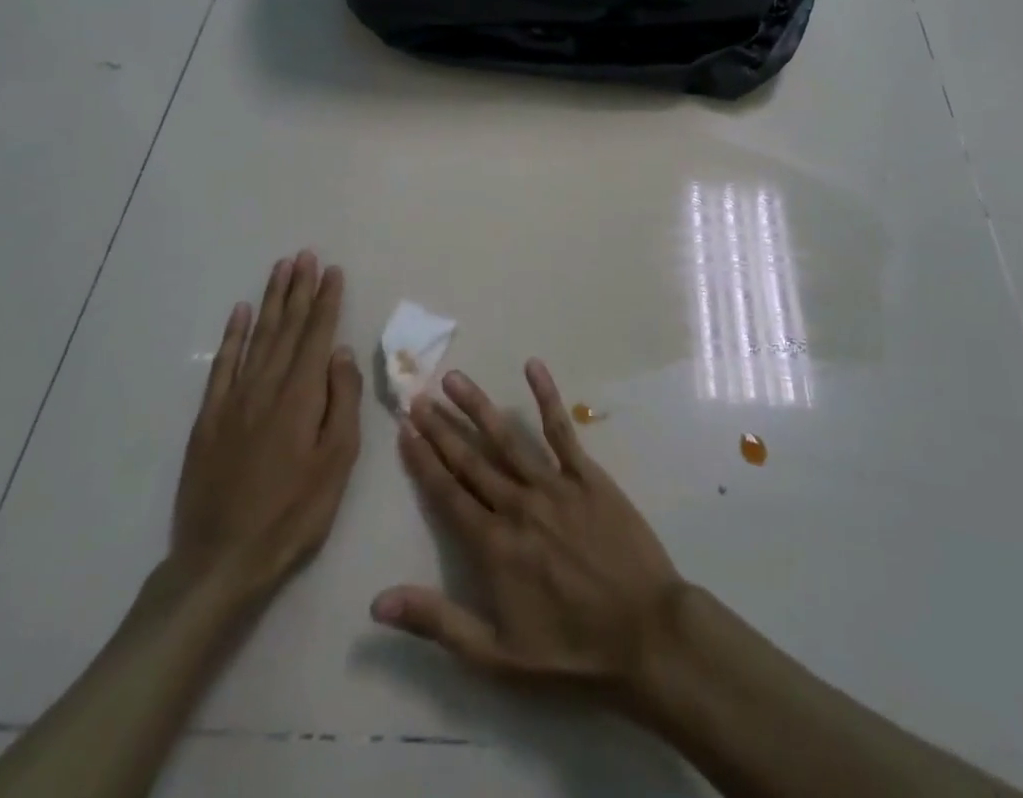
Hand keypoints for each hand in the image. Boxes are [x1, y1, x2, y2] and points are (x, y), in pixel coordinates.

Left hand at [169, 251, 361, 609]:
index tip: (333, 270)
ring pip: (256, 337)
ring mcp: (233, 400)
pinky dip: (232, 336)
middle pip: (286, 327)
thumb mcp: (336, 461)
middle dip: (299, 289)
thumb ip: (341, 401)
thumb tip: (341, 352)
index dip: (326, 300)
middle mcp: (266, 386)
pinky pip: (222, 365)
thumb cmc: (293, 513)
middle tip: (306, 256)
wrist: (222, 560)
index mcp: (301, 395)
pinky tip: (240, 313)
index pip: (317, 334)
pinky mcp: (208, 419)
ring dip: (270, 300)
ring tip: (281, 269)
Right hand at [371, 359, 686, 701]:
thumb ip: (437, 622)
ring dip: (478, 407)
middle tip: (417, 396)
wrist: (645, 633)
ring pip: (507, 438)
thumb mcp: (496, 655)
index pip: (447, 493)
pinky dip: (546, 397)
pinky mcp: (588, 475)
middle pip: (471, 459)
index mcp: (493, 545)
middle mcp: (517, 505)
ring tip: (454, 379)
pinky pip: (562, 430)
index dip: (423, 460)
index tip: (404, 429)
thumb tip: (377, 602)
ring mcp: (554, 485)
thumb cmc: (570, 651)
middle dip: (441, 427)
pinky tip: (533, 366)